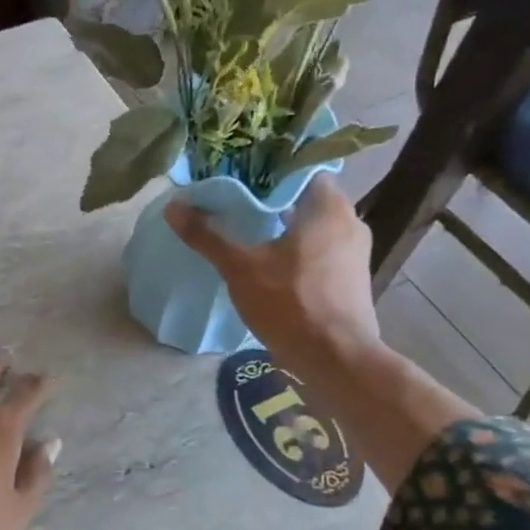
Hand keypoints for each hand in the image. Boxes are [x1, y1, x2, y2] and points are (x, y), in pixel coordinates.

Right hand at [166, 176, 379, 370]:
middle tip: (233, 206)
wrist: (336, 360)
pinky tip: (271, 263)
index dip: (265, 171)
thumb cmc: (291, 303)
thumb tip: (174, 206)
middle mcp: (350, 220)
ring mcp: (356, 251)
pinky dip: (297, 249)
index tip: (236, 178)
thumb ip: (207, 235)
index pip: (298, 169)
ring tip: (247, 233)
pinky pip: (321, 250)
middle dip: (270, 201)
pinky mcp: (353, 278)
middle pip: (304, 198)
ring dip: (283, 227)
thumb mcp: (240, 267)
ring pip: (313, 226)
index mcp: (328, 206)